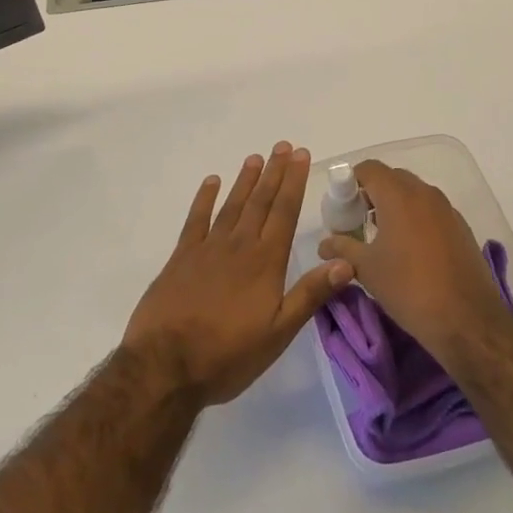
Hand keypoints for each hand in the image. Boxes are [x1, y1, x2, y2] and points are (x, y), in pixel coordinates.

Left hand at [124, 143, 353, 405]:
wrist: (166, 366)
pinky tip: (211, 181)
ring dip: (245, 180)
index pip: (284, 212)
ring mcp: (207, 248)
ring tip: (256, 157)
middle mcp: (239, 246)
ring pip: (232, 205)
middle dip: (274, 172)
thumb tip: (346, 262)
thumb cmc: (228, 355)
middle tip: (283, 146)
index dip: (294, 182)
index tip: (301, 155)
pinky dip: (204, 199)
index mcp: (265, 262)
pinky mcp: (180, 258)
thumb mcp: (278, 333)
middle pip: (260, 201)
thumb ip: (310, 294)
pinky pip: (195, 220)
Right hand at [317, 160, 507, 352]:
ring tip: (382, 240)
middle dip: (372, 194)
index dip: (350, 182)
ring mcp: (447, 209)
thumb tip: (324, 243)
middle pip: (392, 178)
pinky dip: (416, 219)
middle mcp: (425, 193)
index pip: (369, 169)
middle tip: (357, 223)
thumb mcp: (366, 269)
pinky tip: (410, 252)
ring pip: (413, 194)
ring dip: (395, 207)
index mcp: (399, 195)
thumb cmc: (409, 288)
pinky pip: (431, 211)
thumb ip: (342, 248)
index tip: (342, 208)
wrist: (467, 320)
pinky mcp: (461, 227)